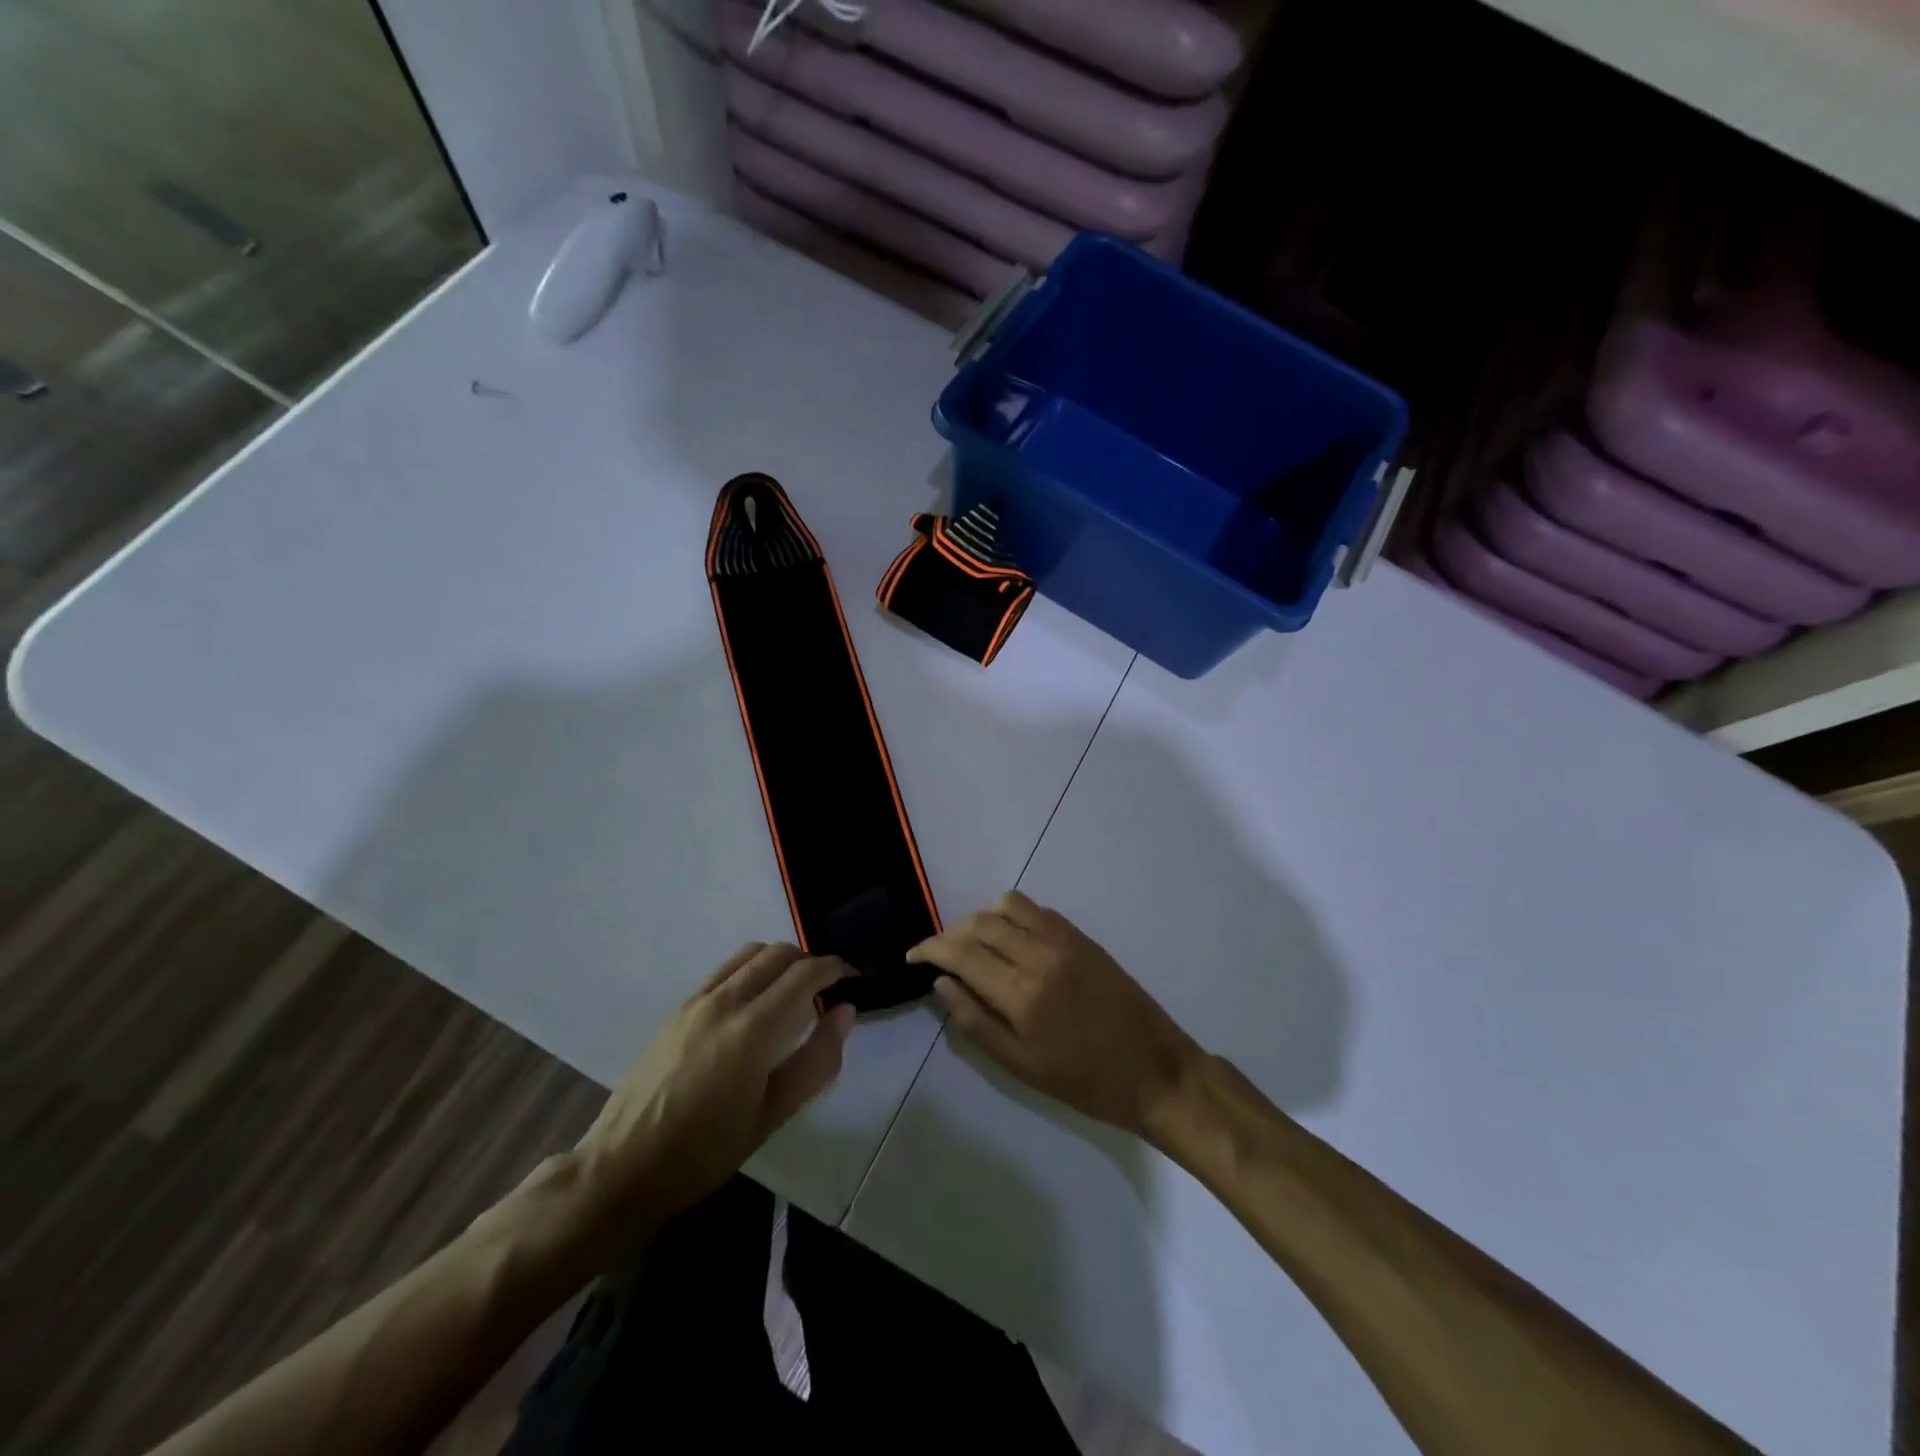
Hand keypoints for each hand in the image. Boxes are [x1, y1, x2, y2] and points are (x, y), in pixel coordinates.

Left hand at [573, 944, 853, 1229]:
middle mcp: (724, 1001)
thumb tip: (845, 1013)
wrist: (620, 1168)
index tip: (854, 979)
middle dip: (811, 960)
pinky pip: (725, 969)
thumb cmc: (702, 1153)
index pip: (804, 974)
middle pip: (778, 953)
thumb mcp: (770, 1118)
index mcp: (751, 1030)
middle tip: (828, 988)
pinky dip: (751, 969)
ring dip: (780, 960)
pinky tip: (755, 1002)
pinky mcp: (678, 1008)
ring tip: (794, 990)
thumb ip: (815, 1061)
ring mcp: (696, 1001)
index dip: (835, 969)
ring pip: (750, 954)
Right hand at [909, 892, 1202, 1140]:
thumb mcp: (1022, 1067)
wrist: (1154, 1069)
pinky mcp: (1083, 937)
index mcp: (1022, 994)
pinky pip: (1038, 910)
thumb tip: (942, 984)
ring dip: (980, 918)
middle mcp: (1040, 955)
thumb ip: (976, 1023)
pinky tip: (1010, 939)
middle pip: (980, 924)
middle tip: (938, 954)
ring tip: (972, 943)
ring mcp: (1064, 940)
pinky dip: (1013, 916)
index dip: (930, 948)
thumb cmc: (1084, 1081)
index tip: (912, 955)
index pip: (961, 953)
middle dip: (950, 933)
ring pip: (1008, 906)